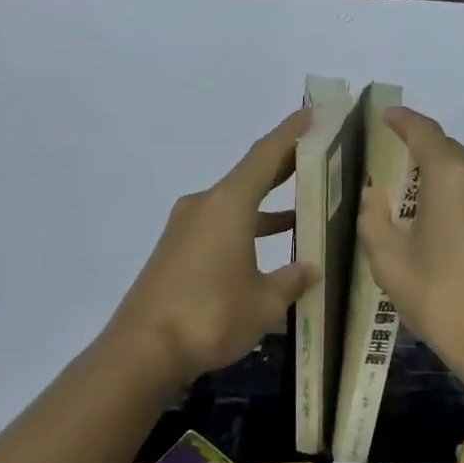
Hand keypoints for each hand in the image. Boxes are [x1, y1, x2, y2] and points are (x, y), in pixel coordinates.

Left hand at [107, 109, 318, 384]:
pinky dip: (247, 230)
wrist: (143, 349)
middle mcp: (205, 206)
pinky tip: (268, 251)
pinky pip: (220, 227)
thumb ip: (291, 280)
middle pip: (250, 176)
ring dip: (267, 205)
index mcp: (228, 204)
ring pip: (235, 205)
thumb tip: (310, 268)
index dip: (291, 132)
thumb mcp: (264, 302)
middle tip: (319, 156)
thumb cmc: (211, 316)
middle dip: (284, 166)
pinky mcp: (176, 251)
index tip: (313, 113)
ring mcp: (186, 229)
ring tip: (304, 207)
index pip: (266, 155)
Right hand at [357, 106, 463, 388]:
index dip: (401, 120)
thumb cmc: (444, 298)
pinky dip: (454, 197)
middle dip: (414, 155)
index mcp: (452, 174)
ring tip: (404, 201)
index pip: (423, 131)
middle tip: (383, 169)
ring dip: (435, 179)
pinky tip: (435, 225)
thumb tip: (374, 195)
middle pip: (445, 151)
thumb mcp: (391, 262)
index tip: (383, 115)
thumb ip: (374, 219)